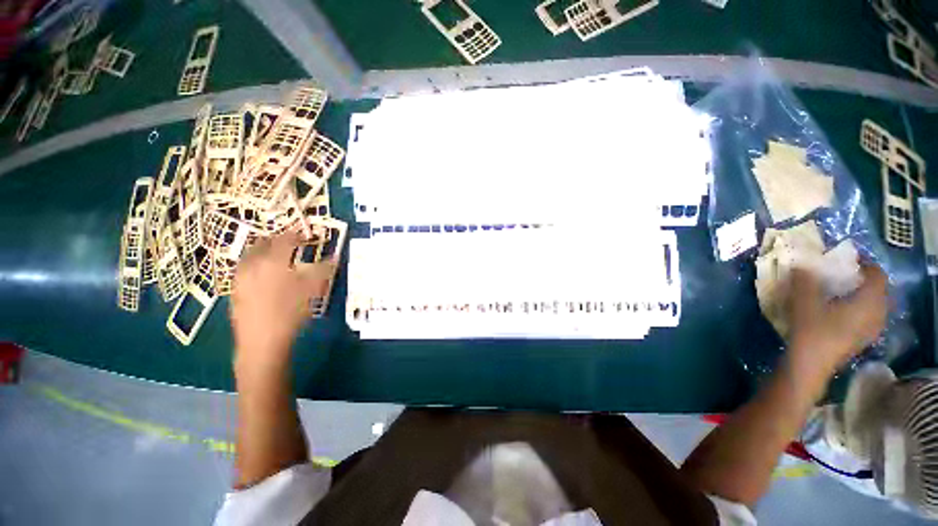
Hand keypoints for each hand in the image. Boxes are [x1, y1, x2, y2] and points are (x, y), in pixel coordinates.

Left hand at [230, 230, 331, 369]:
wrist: (261, 341)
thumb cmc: (290, 312)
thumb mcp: (312, 290)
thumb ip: (323, 270)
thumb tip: (335, 256)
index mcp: (272, 261)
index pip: (285, 239)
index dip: (297, 235)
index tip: (307, 235)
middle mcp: (253, 264)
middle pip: (263, 243)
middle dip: (278, 240)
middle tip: (292, 243)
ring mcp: (240, 277)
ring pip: (252, 255)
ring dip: (265, 251)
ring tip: (279, 257)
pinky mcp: (235, 290)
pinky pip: (246, 268)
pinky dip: (257, 264)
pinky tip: (266, 275)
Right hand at [787, 263, 887, 378]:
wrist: (810, 364)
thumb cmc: (811, 330)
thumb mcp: (804, 301)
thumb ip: (805, 280)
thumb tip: (803, 264)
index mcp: (869, 301)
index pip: (877, 275)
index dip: (865, 265)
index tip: (848, 260)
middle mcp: (877, 314)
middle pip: (879, 291)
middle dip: (864, 282)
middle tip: (845, 276)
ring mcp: (872, 330)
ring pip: (875, 306)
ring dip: (863, 297)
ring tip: (843, 294)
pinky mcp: (863, 340)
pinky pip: (869, 318)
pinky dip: (860, 311)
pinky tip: (842, 314)